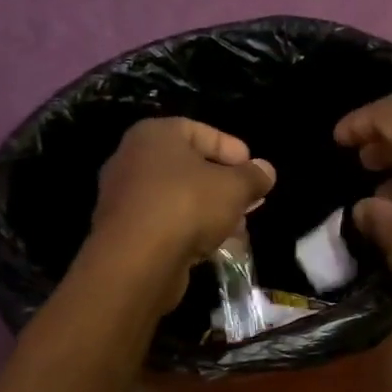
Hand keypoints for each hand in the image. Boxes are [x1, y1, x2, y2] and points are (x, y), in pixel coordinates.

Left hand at [92, 119, 274, 303]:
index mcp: (155, 135)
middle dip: (223, 183)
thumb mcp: (234, 188)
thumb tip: (266, 170)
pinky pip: (166, 220)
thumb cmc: (187, 206)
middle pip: (189, 165)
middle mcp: (133, 158)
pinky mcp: (125, 230)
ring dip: (209, 209)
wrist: (136, 260)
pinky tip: (213, 243)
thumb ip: (253, 176)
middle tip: (249, 199)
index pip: (200, 131)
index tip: (254, 170)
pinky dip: (189, 228)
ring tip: (237, 226)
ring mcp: (125, 196)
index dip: (232, 149)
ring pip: (178, 196)